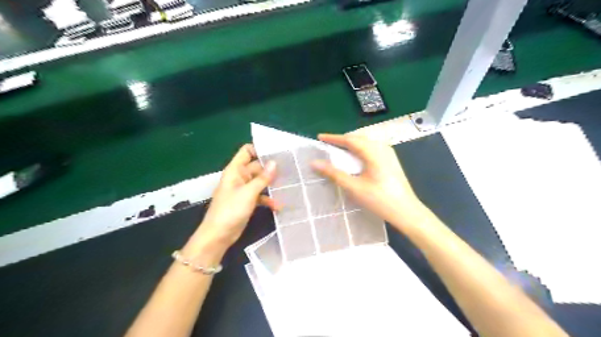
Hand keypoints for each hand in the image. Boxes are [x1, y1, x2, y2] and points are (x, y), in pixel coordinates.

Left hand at [189, 143, 277, 254]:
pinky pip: (260, 195)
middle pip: (257, 166)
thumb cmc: (230, 210)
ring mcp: (244, 190)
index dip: (260, 149)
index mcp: (235, 170)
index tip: (277, 152)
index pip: (247, 151)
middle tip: (290, 169)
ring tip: (288, 185)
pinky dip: (268, 199)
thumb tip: (275, 162)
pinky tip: (279, 205)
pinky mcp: (247, 201)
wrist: (218, 236)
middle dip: (271, 168)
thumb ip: (263, 178)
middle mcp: (239, 177)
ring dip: (271, 184)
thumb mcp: (248, 193)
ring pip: (260, 181)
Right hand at [313, 133, 423, 228]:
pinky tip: (355, 159)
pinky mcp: (391, 160)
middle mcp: (382, 148)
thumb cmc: (379, 199)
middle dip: (342, 140)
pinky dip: (360, 150)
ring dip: (351, 145)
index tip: (320, 137)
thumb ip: (334, 173)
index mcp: (373, 151)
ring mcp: (389, 153)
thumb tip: (315, 163)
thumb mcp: (354, 187)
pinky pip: (372, 149)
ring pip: (366, 143)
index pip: (349, 139)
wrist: (406, 211)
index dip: (333, 138)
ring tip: (338, 151)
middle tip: (327, 145)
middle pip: (358, 139)